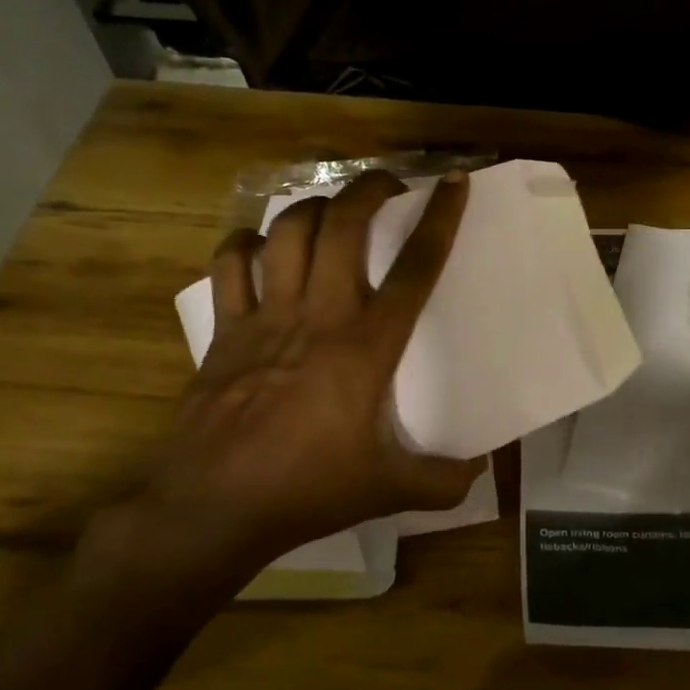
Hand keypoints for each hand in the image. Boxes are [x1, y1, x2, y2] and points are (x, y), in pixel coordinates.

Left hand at [97, 171, 483, 605]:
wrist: (211, 506)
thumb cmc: (306, 490)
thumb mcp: (387, 491)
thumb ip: (442, 481)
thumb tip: (478, 470)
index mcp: (366, 346)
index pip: (414, 268)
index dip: (439, 219)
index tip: (452, 183)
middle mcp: (318, 316)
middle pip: (344, 226)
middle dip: (369, 189)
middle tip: (389, 185)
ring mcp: (266, 317)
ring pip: (288, 232)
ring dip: (315, 207)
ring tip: (333, 210)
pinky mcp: (224, 330)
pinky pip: (231, 265)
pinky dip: (247, 243)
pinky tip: (261, 246)